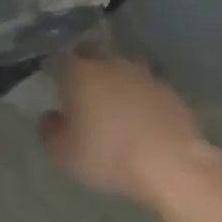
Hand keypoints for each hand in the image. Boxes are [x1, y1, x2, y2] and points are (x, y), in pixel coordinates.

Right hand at [41, 54, 209, 204]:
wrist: (171, 163)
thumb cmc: (108, 155)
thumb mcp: (64, 154)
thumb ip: (50, 131)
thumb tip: (50, 116)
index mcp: (80, 72)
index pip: (62, 58)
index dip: (58, 69)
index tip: (56, 84)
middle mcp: (111, 64)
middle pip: (94, 58)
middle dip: (88, 72)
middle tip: (85, 96)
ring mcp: (144, 75)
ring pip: (123, 73)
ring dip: (117, 86)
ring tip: (116, 111)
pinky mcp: (170, 91)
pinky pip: (147, 91)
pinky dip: (141, 101)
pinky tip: (142, 123)